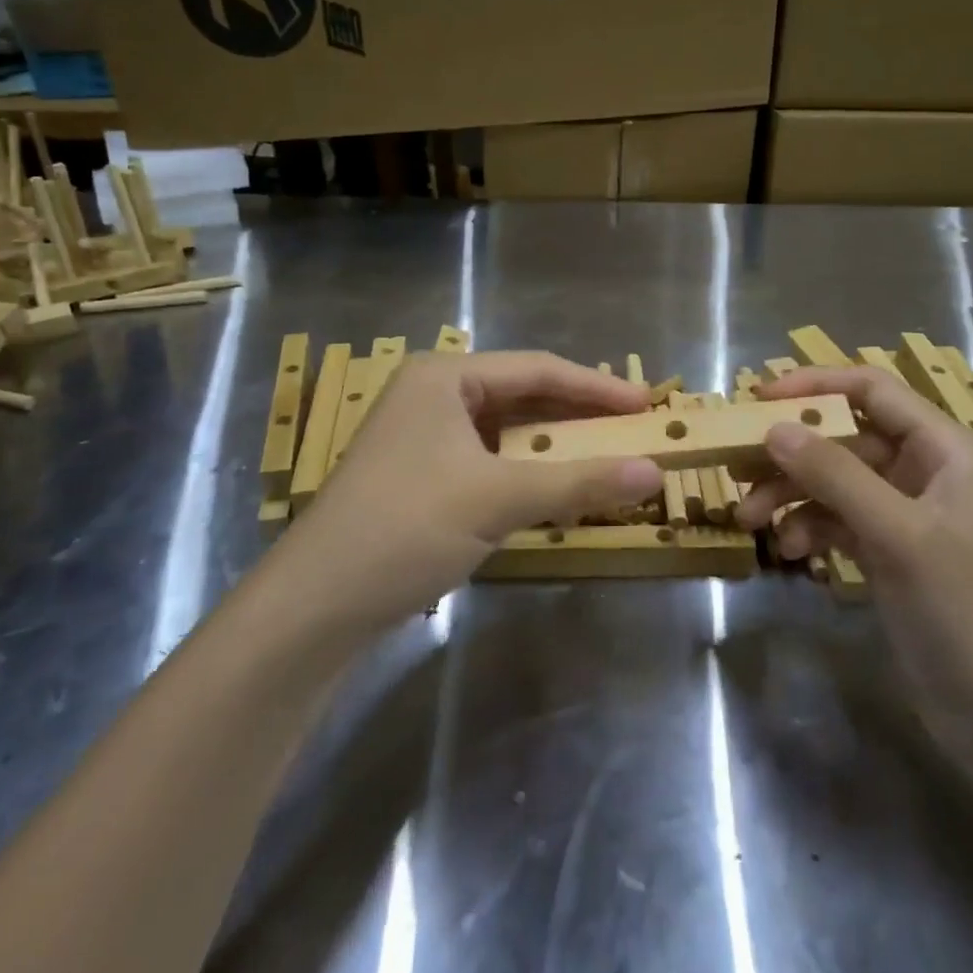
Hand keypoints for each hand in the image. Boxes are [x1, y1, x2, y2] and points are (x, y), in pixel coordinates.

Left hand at [290, 352, 662, 630]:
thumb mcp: (498, 498)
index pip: (537, 370)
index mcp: (444, 376)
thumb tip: (655, 472)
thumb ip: (579, 482)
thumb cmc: (407, 526)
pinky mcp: (422, 475)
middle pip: (522, 396)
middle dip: (577, 415)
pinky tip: (557, 489)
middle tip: (633, 430)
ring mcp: (424, 436)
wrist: (317, 603)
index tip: (647, 405)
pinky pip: (490, 461)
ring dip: (555, 446)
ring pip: (506, 431)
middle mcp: (433, 394)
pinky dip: (527, 472)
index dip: (597, 387)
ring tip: (606, 456)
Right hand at [736, 366, 972, 754]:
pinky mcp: (890, 551)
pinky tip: (793, 553)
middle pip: (844, 437)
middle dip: (791, 453)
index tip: (758, 398)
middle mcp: (925, 470)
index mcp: (944, 449)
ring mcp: (906, 513)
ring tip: (750, 520)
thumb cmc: (965, 610)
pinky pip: (838, 520)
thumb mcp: (898, 536)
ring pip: (834, 481)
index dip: (814, 386)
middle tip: (737, 466)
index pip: (872, 390)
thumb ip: (835, 475)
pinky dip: (810, 528)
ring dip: (791, 495)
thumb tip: (774, 429)